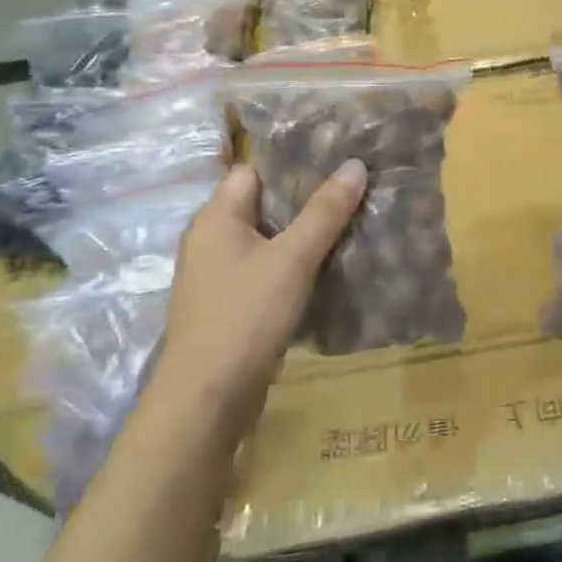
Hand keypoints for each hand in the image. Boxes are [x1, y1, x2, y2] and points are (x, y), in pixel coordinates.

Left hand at [148, 160, 366, 442]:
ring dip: (301, 235)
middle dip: (304, 199)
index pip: (253, 171)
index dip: (291, 164)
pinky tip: (326, 268)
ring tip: (348, 224)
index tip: (335, 161)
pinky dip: (292, 265)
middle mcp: (210, 240)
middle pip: (262, 205)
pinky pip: (265, 270)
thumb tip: (355, 164)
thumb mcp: (293, 258)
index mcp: (216, 217)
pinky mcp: (229, 305)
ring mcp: (217, 275)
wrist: (206, 400)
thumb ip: (325, 211)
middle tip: (352, 191)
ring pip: (266, 240)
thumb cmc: (245, 316)